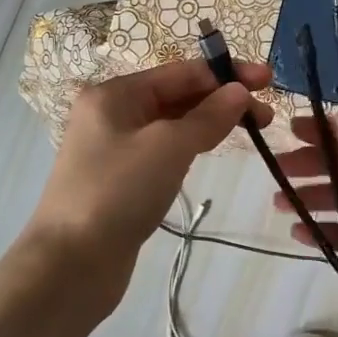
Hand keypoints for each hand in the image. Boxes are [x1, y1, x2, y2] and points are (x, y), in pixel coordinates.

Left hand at [33, 57, 272, 277]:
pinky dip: (191, 145)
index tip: (267, 80)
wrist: (70, 264)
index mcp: (115, 94)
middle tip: (266, 114)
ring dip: (210, 122)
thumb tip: (239, 91)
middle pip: (176, 95)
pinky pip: (164, 150)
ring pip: (172, 124)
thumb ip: (208, 116)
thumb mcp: (169, 146)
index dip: (226, 74)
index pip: (181, 72)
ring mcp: (114, 148)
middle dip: (222, 99)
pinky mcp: (121, 179)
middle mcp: (112, 113)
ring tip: (251, 130)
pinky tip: (212, 150)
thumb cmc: (118, 192)